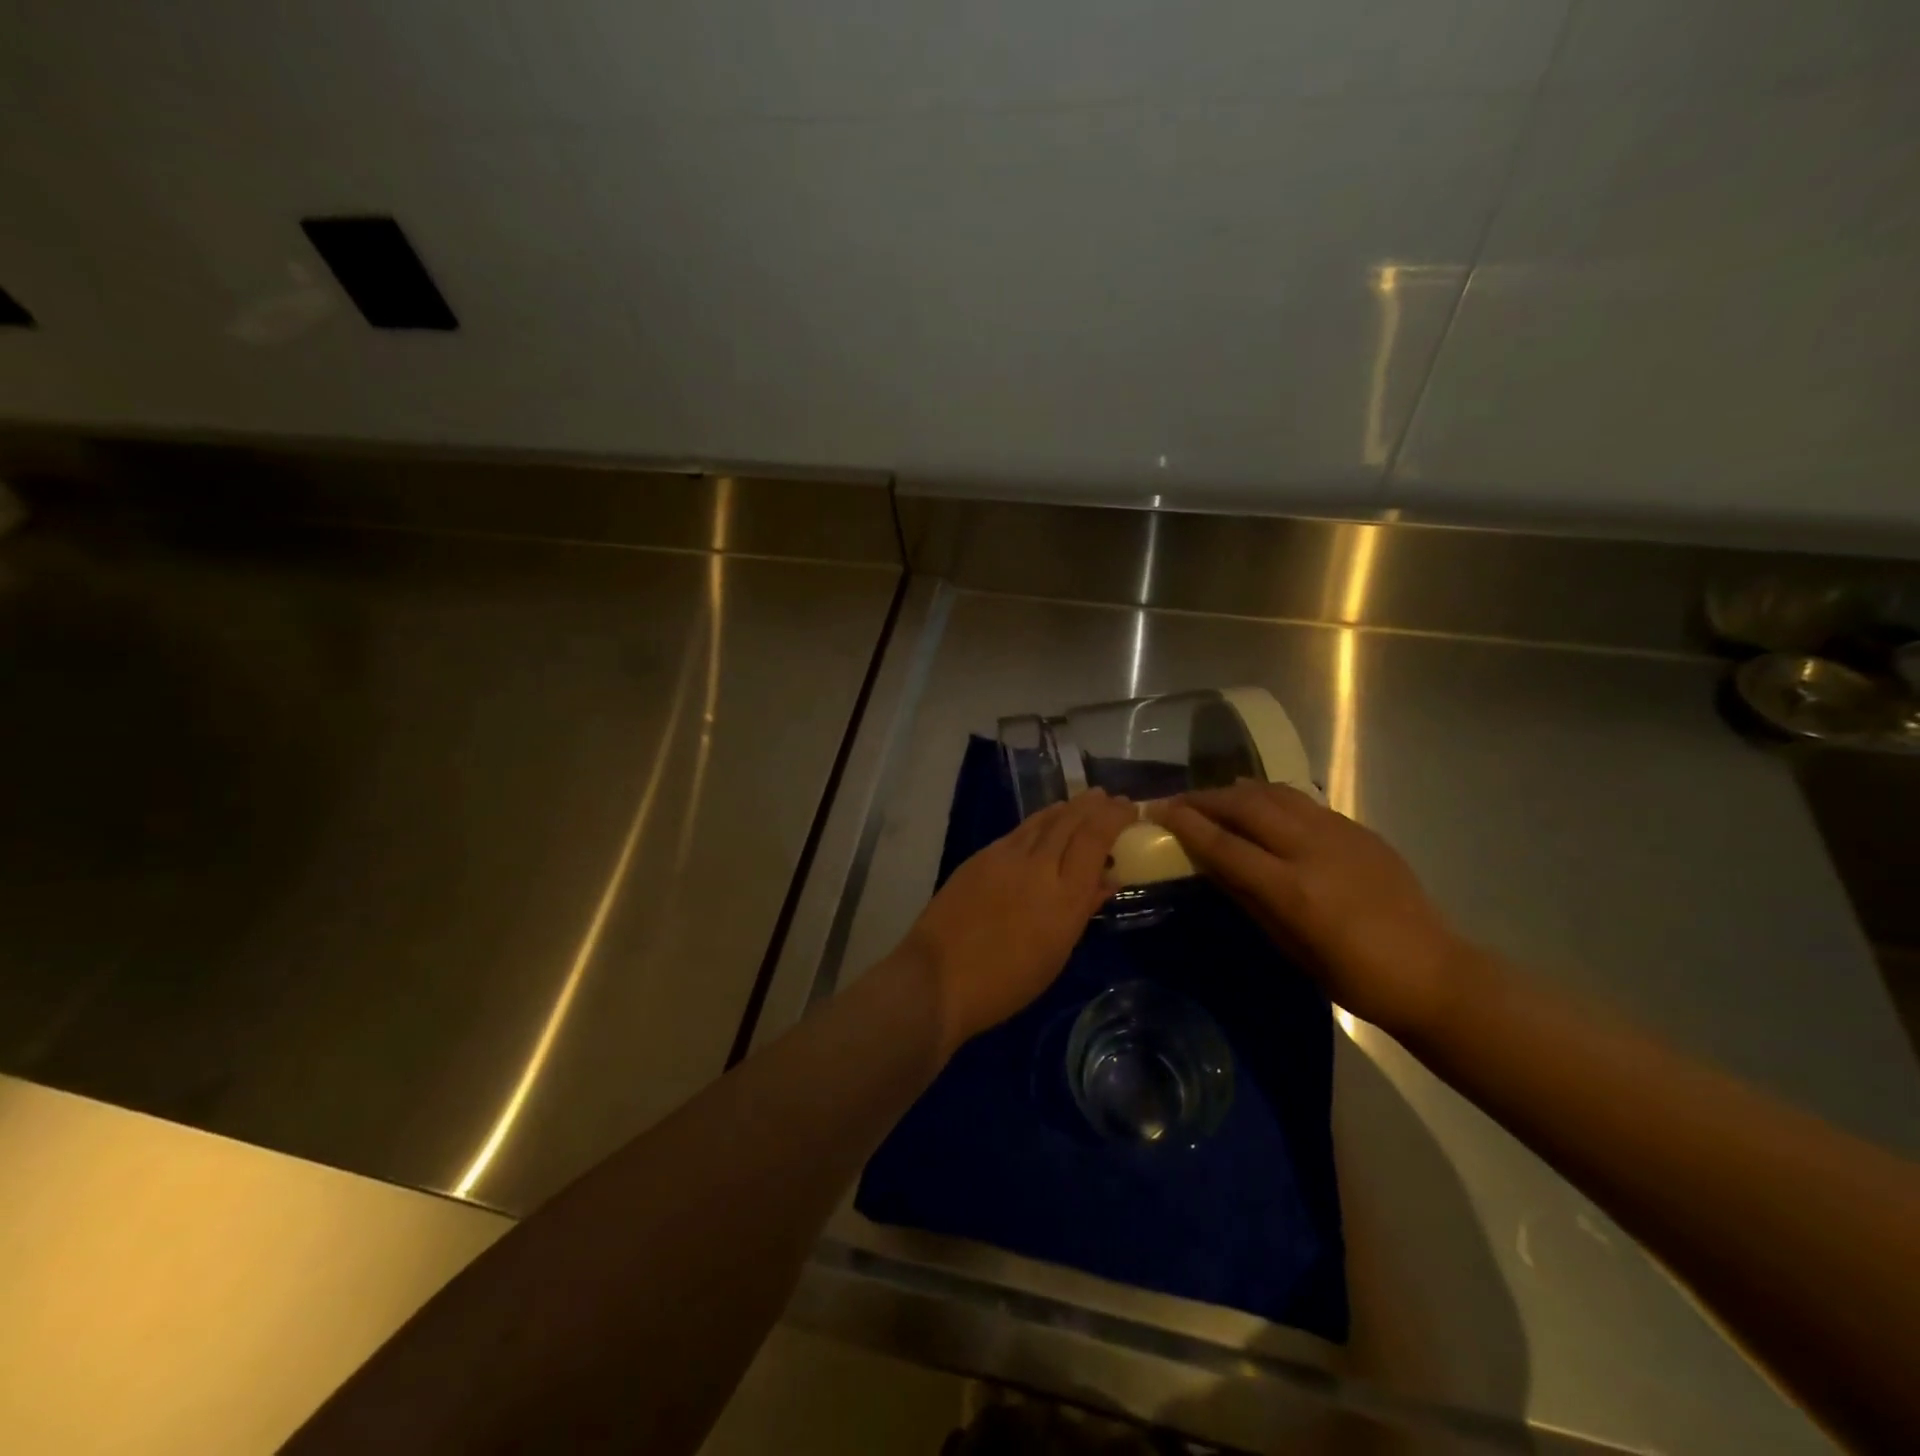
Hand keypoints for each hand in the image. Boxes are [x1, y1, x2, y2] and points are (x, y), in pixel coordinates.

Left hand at [896, 790, 1135, 1052]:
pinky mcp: (981, 856)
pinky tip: (1046, 822)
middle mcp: (1038, 867)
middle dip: (1095, 805)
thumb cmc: (1006, 983)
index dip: (1114, 817)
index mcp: (1064, 897)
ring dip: (1068, 807)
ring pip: (1044, 819)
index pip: (1095, 838)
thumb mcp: (1056, 954)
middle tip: (1111, 798)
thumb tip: (1105, 879)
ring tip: (1085, 801)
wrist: (938, 977)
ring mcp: (1006, 857)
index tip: (1129, 808)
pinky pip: (1020, 830)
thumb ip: (1082, 909)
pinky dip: (1041, 821)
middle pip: (1071, 821)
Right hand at [1151, 781, 1469, 1035]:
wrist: (1432, 972)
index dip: (1186, 824)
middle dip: (1204, 799)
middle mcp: (1312, 849)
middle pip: (1245, 806)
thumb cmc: (1352, 976)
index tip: (1157, 811)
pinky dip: (1270, 797)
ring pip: (1274, 793)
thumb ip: (1246, 896)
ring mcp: (1339, 832)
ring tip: (1213, 798)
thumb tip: (1208, 863)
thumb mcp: (1288, 945)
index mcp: (1292, 888)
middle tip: (1176, 802)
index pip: (1224, 844)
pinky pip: (1302, 801)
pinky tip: (1260, 806)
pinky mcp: (1358, 828)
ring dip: (1236, 792)